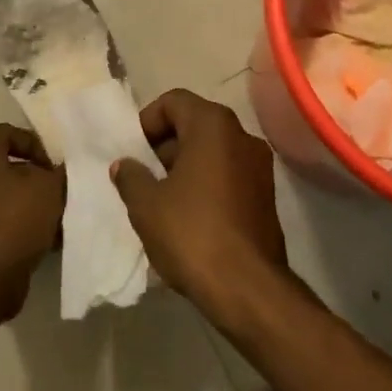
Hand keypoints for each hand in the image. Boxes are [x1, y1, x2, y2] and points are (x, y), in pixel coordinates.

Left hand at [0, 123, 66, 321]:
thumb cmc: (14, 221)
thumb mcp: (50, 188)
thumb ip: (58, 173)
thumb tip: (58, 172)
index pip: (6, 131)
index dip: (34, 143)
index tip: (52, 166)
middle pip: (5, 165)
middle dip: (34, 176)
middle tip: (56, 190)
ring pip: (3, 195)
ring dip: (28, 203)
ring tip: (53, 219)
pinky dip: (17, 226)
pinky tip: (42, 241)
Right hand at [110, 89, 288, 320]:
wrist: (249, 289)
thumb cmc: (192, 233)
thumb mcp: (146, 204)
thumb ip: (131, 176)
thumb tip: (125, 165)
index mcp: (213, 125)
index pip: (174, 101)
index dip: (148, 121)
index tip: (134, 152)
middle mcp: (242, 135)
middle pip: (194, 124)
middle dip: (165, 145)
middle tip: (143, 176)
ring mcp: (259, 166)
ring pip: (212, 151)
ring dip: (184, 166)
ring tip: (161, 199)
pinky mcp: (266, 196)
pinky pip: (227, 174)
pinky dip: (205, 184)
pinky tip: (187, 217)